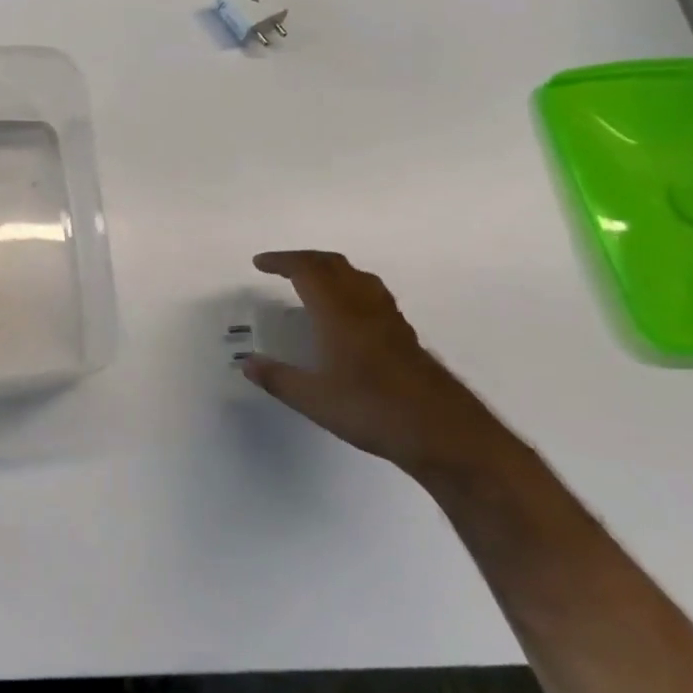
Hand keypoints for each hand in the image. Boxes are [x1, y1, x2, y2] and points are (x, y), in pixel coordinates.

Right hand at [242, 251, 506, 478]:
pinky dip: (349, 289)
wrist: (444, 432)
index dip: (281, 261)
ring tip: (312, 284)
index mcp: (338, 313)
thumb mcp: (314, 399)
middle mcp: (364, 306)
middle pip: (334, 265)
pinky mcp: (405, 336)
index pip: (307, 270)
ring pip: (358, 276)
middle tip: (281, 268)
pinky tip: (346, 315)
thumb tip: (248, 363)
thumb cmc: (373, 410)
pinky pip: (372, 295)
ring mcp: (389, 319)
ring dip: (330, 271)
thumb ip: (278, 378)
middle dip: (304, 260)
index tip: (259, 264)